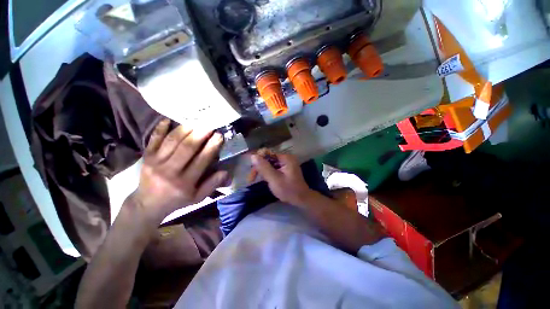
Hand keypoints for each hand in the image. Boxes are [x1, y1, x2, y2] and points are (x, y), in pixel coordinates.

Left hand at [132, 119, 227, 223]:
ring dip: (184, 129)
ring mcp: (155, 163)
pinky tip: (167, 120)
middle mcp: (170, 171)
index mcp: (185, 182)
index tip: (219, 136)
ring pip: (171, 141)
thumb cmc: (176, 200)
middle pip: (186, 148)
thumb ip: (212, 185)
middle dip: (200, 134)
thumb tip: (225, 172)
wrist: (147, 204)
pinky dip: (160, 129)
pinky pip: (153, 140)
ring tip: (195, 121)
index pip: (201, 160)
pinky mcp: (146, 157)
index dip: (211, 147)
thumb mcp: (197, 198)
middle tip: (209, 124)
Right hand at [251, 153, 314, 205]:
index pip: (267, 153)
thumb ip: (264, 167)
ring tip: (255, 180)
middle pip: (267, 158)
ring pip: (269, 163)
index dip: (257, 160)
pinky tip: (264, 179)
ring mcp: (286, 163)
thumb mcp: (274, 179)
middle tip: (251, 179)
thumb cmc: (289, 190)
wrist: (302, 199)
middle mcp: (286, 158)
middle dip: (258, 167)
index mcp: (285, 158)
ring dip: (262, 171)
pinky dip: (267, 173)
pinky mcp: (285, 169)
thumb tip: (253, 156)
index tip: (251, 171)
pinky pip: (273, 167)